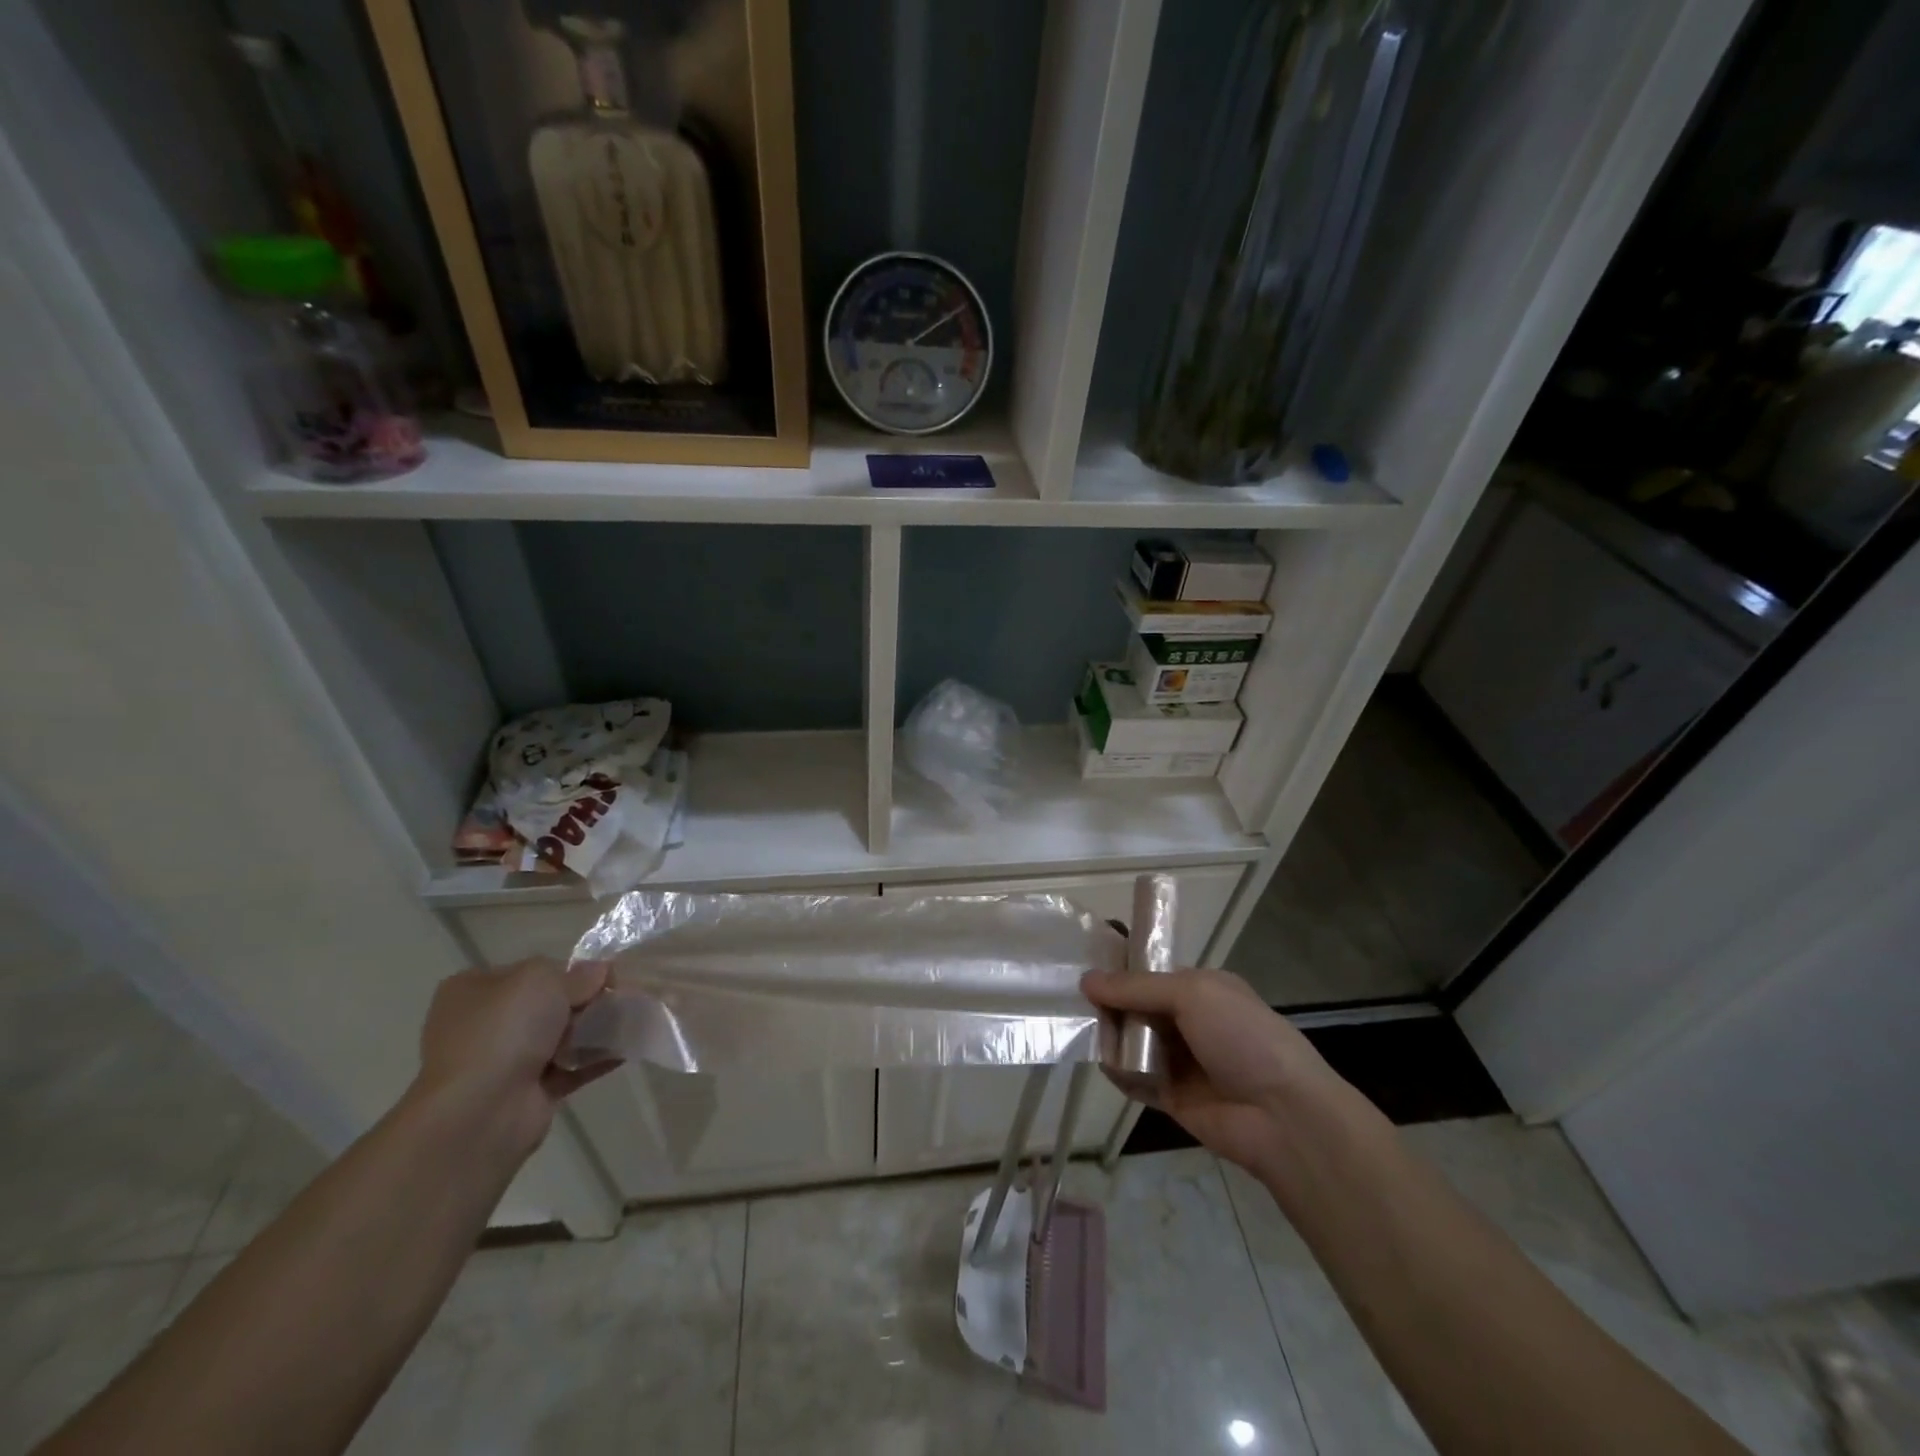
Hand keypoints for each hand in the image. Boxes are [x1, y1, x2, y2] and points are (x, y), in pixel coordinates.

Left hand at [410, 959, 619, 1160]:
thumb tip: (600, 972)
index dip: (567, 970)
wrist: (481, 1111)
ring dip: (594, 1029)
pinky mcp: (528, 1093)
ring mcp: (503, 1062)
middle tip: (620, 997)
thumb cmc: (503, 1030)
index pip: (529, 972)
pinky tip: (627, 1047)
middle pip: (547, 1004)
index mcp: (474, 990)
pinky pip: (571, 1068)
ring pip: (560, 1036)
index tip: (602, 974)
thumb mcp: (541, 979)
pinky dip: (597, 1058)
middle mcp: (484, 1024)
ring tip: (632, 1019)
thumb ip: (576, 974)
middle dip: (585, 1000)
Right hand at [1081, 966, 1342, 1176]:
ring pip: (1133, 1041)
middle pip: (1138, 1006)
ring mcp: (1181, 1060)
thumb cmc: (1242, 1038)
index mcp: (1203, 988)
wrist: (1283, 1116)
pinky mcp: (1172, 1097)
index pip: (1153, 972)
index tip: (1084, 966)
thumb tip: (1086, 980)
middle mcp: (1191, 1020)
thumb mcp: (1192, 995)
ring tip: (1083, 1030)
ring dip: (1111, 1037)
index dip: (1121, 969)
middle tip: (1074, 1002)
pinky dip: (1118, 1072)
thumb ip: (1137, 987)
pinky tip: (1102, 1062)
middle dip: (1110, 1003)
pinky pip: (1136, 1079)